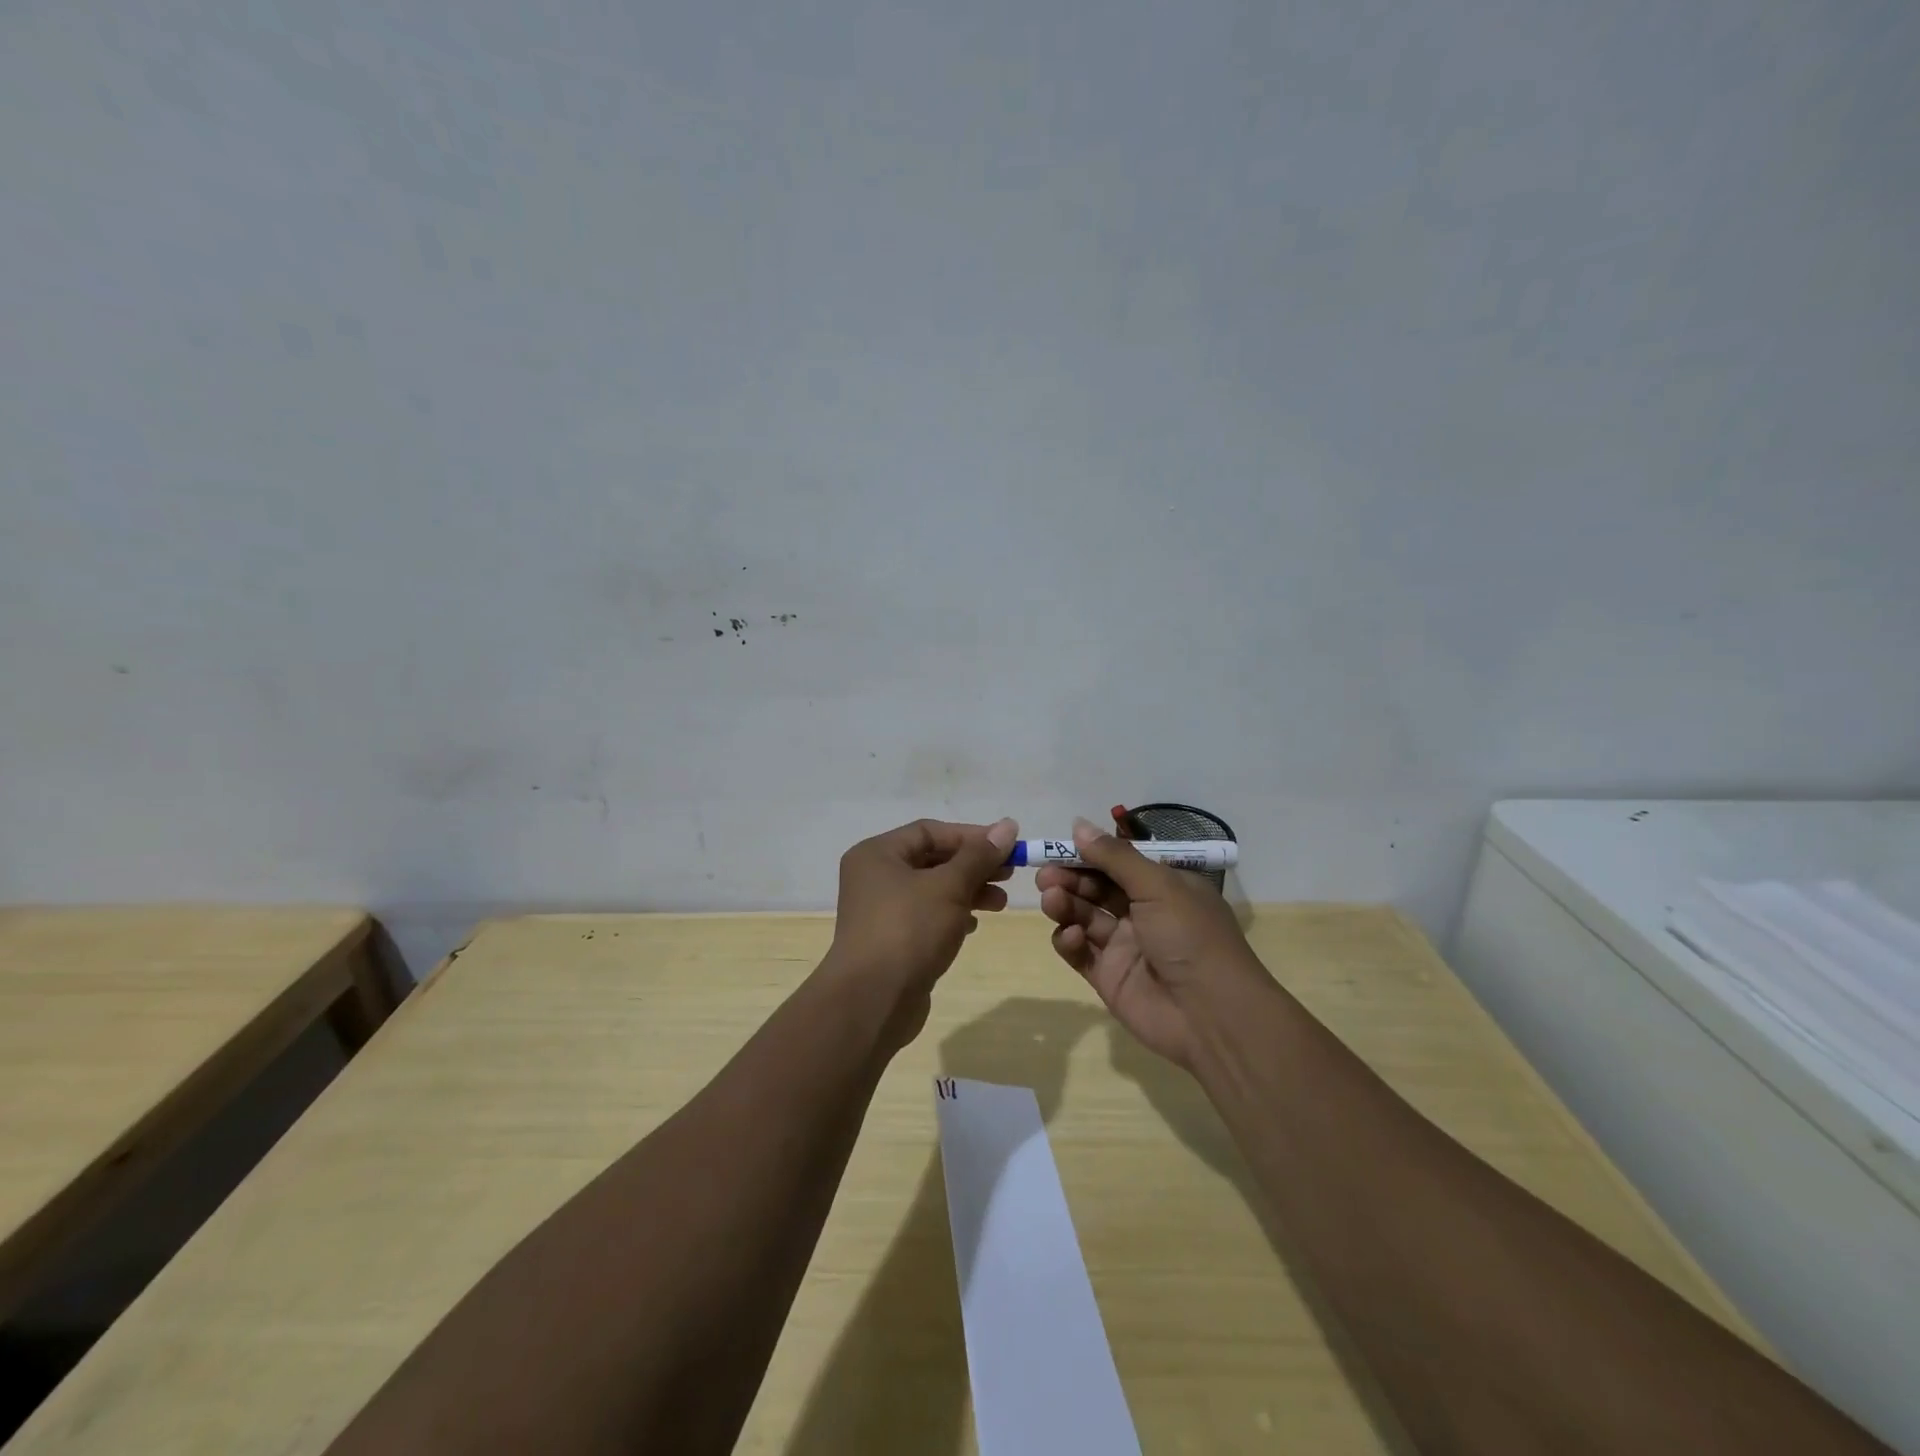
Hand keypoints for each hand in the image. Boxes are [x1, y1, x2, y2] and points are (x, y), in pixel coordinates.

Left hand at [826, 817, 1018, 1042]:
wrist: (872, 1002)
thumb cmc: (909, 931)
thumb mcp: (949, 887)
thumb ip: (979, 856)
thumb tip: (1008, 825)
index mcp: (877, 854)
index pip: (930, 832)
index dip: (971, 836)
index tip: (1007, 847)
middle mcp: (874, 877)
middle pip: (931, 859)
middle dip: (973, 866)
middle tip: (1009, 875)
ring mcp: (881, 911)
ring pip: (932, 890)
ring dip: (968, 891)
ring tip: (1000, 902)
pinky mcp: (891, 941)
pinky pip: (927, 917)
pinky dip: (952, 915)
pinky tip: (974, 925)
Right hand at [1037, 816, 1267, 1068]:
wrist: (1212, 1015)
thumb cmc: (1191, 937)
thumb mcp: (1158, 886)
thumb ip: (1115, 857)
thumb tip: (1078, 825)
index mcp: (1164, 887)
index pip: (1118, 863)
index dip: (1088, 854)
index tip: (1058, 847)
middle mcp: (1144, 913)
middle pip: (1096, 888)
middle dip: (1070, 878)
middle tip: (1045, 876)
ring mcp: (1124, 946)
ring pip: (1084, 917)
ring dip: (1065, 905)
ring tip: (1052, 900)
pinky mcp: (1108, 976)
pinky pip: (1080, 952)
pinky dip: (1069, 941)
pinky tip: (1070, 935)